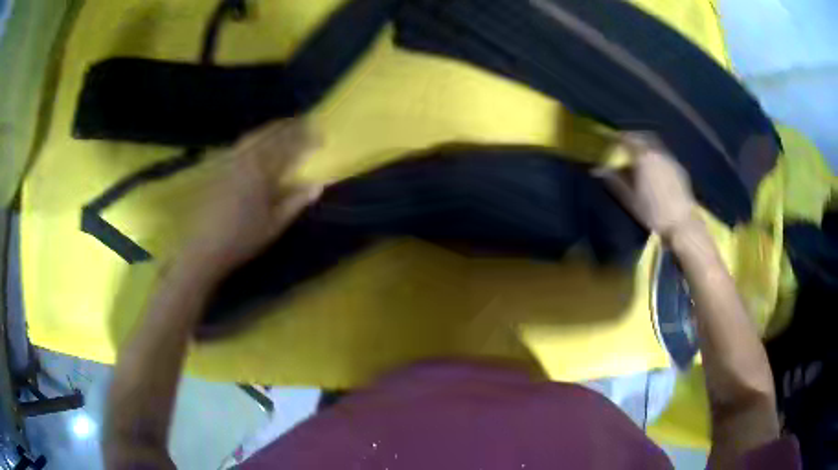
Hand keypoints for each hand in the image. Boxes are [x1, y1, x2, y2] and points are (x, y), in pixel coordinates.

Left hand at [181, 119, 322, 280]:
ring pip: (252, 136)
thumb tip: (318, 184)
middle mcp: (244, 159)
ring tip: (283, 126)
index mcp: (261, 171)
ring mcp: (228, 161)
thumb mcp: (274, 225)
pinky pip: (239, 144)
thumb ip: (296, 202)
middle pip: (269, 135)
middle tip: (304, 121)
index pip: (287, 146)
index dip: (305, 138)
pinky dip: (254, 138)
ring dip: (270, 128)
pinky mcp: (217, 168)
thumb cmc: (241, 239)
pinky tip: (256, 141)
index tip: (320, 133)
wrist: (203, 248)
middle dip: (288, 126)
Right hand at [597, 132, 695, 239]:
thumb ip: (614, 180)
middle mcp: (657, 152)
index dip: (617, 139)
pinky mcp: (679, 168)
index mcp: (643, 157)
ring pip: (655, 145)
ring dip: (645, 146)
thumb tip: (598, 169)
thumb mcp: (629, 199)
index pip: (627, 139)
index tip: (610, 142)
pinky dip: (656, 156)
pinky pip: (664, 155)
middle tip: (624, 146)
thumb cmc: (652, 213)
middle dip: (632, 138)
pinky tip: (654, 169)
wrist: (682, 224)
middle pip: (643, 137)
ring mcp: (670, 159)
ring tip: (639, 157)